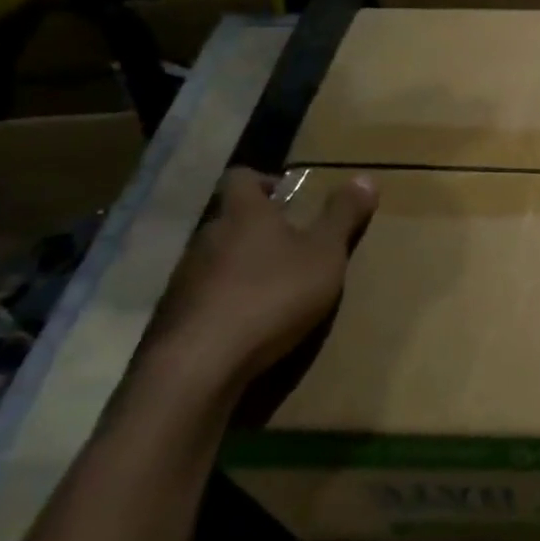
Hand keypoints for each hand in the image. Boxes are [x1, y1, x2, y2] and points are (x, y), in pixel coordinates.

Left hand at [139, 168, 377, 397]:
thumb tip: (365, 177)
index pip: (241, 177)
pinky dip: (226, 300)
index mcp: (244, 214)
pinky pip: (204, 295)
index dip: (263, 180)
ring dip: (242, 266)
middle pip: (230, 219)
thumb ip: (343, 216)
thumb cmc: (274, 294)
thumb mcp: (325, 254)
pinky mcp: (174, 315)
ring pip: (216, 258)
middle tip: (293, 246)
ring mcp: (185, 277)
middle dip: (258, 228)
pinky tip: (248, 322)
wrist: (202, 363)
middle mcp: (207, 236)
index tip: (288, 196)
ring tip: (274, 288)